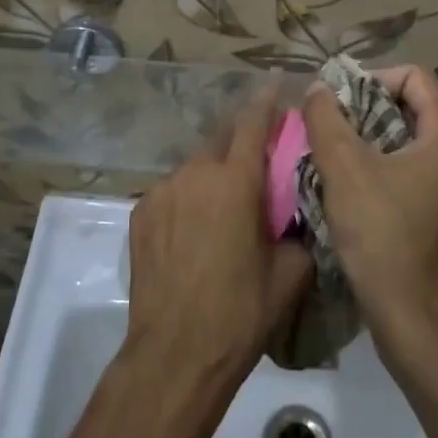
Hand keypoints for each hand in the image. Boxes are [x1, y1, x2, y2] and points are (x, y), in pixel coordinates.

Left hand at [124, 88, 314, 406]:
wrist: (175, 355)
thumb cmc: (241, 313)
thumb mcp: (290, 273)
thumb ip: (297, 229)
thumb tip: (296, 214)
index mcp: (236, 181)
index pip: (253, 122)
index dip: (266, 98)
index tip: (276, 82)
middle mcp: (195, 173)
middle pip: (220, 138)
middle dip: (240, 137)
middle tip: (257, 157)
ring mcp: (162, 192)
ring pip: (195, 166)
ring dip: (213, 173)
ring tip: (224, 205)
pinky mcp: (140, 213)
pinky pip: (172, 192)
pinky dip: (189, 198)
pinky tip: (194, 230)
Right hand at [300, 65, 437, 355]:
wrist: (408, 311)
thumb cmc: (380, 232)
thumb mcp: (344, 167)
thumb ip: (326, 118)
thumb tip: (317, 89)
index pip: (412, 76)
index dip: (371, 79)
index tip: (337, 103)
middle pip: (410, 102)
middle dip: (365, 107)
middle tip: (329, 125)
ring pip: (406, 133)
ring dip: (367, 134)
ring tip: (332, 150)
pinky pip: (409, 160)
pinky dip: (379, 159)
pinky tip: (348, 179)